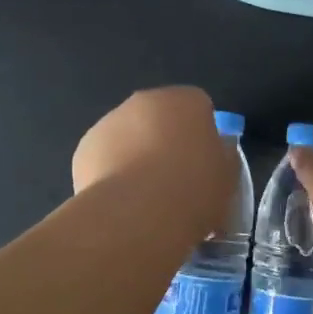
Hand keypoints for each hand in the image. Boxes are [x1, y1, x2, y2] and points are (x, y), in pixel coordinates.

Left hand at [72, 86, 230, 227]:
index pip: (199, 109)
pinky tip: (121, 203)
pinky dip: (111, 175)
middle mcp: (145, 101)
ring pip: (129, 137)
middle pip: (159, 119)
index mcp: (186, 100)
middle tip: (175, 181)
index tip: (204, 166)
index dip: (202, 137)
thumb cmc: (193, 189)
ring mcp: (110, 122)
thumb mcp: (228, 176)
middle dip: (165, 143)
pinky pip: (104, 159)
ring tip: (145, 199)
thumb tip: (215, 149)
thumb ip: (222, 155)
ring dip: (136, 157)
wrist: (138, 213)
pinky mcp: (84, 148)